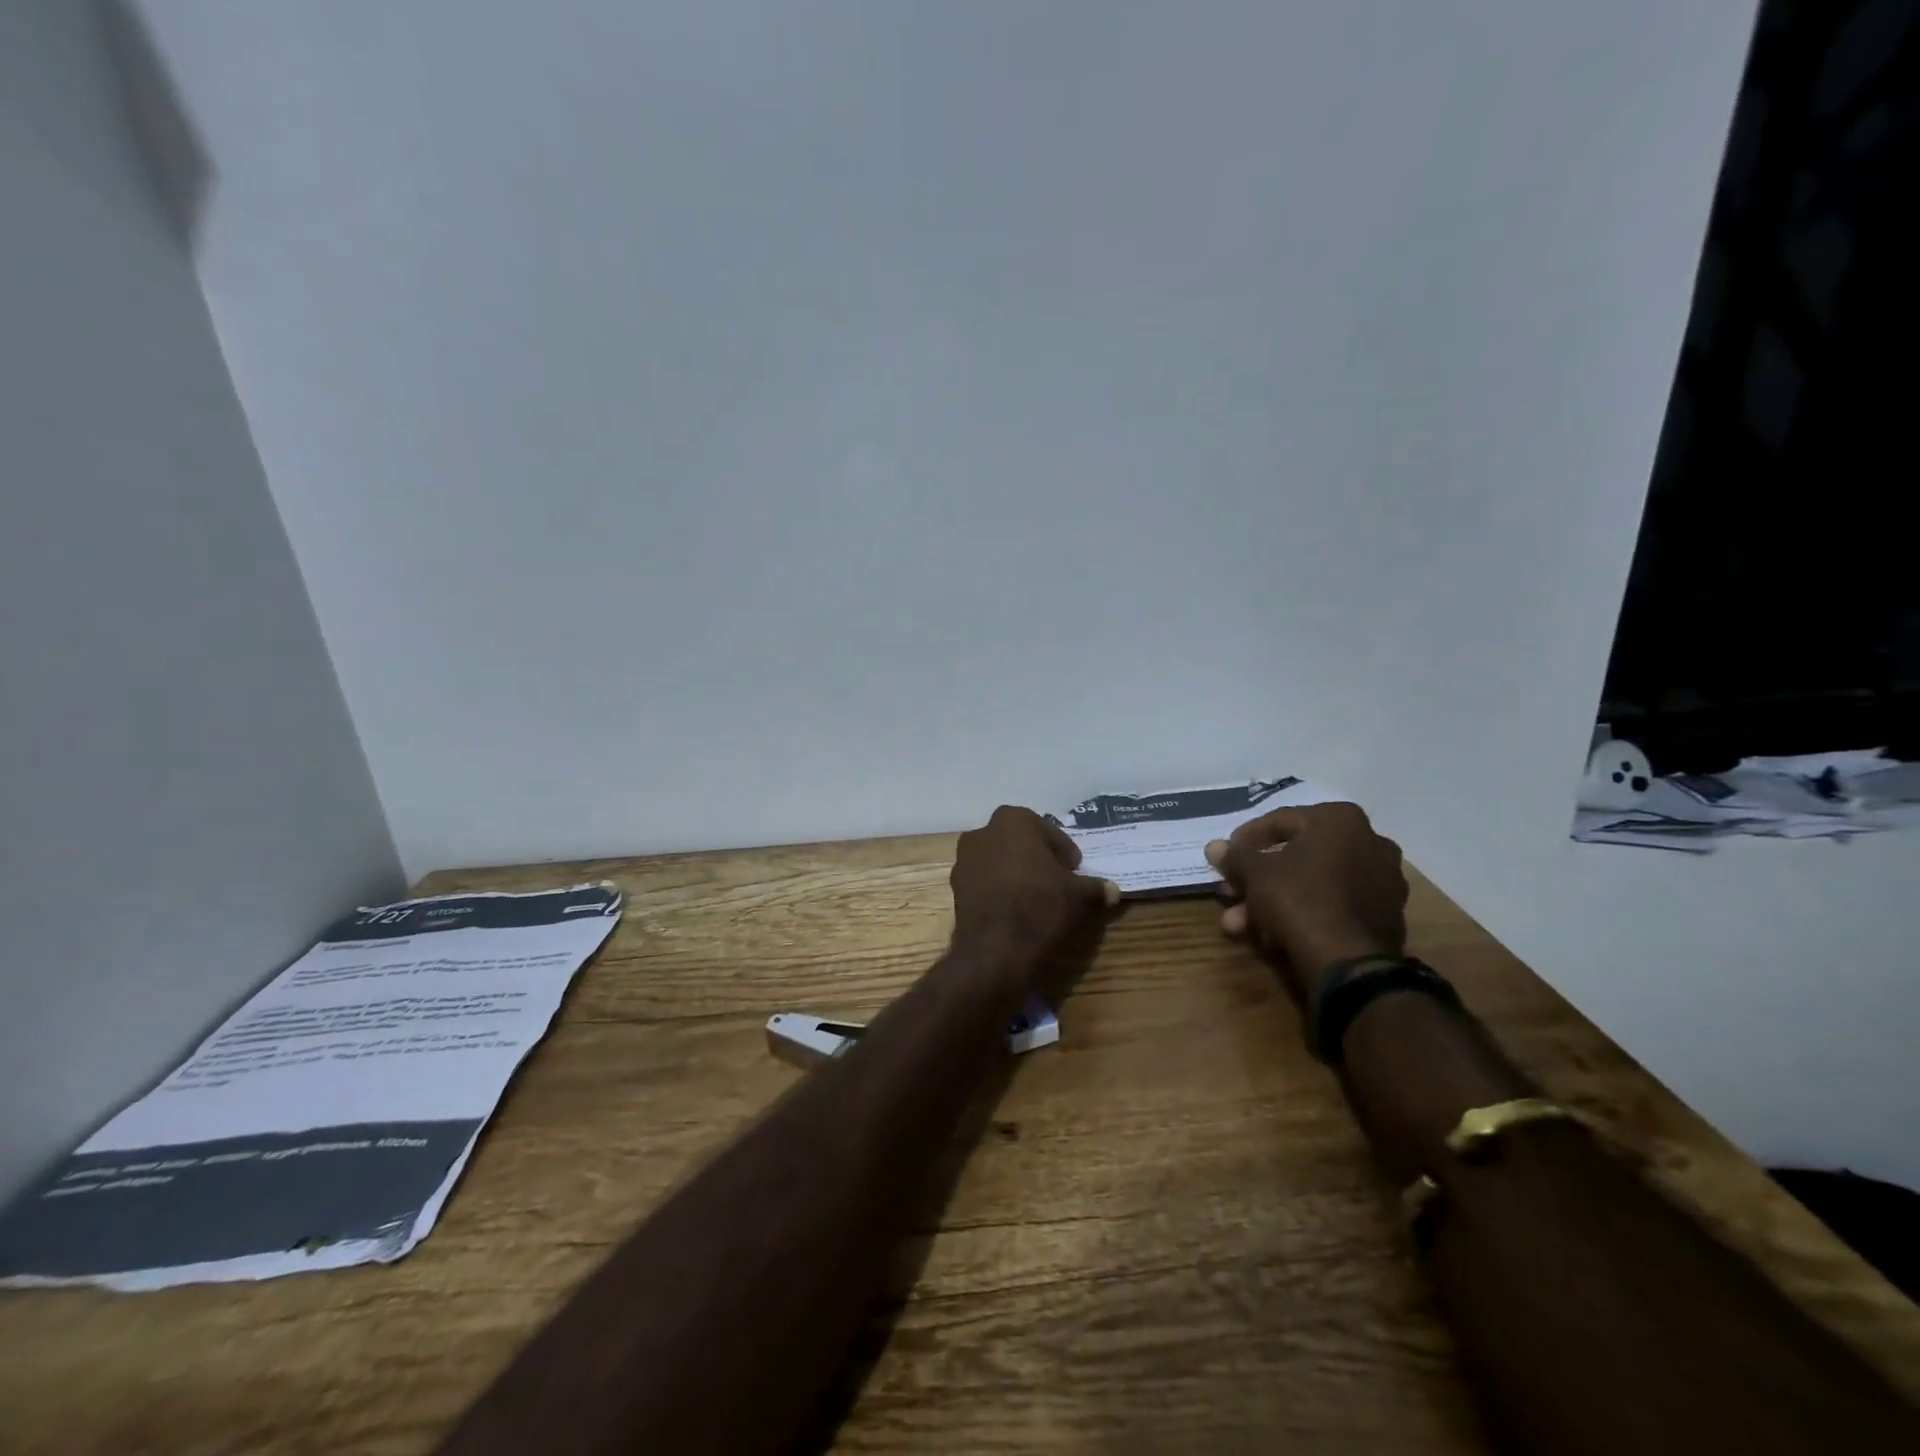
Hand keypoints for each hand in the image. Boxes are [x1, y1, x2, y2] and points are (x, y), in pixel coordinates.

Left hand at [951, 806, 1119, 966]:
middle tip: (1057, 881)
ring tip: (1036, 897)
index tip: (1074, 870)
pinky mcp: (955, 887)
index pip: (1047, 831)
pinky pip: (985, 881)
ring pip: (999, 861)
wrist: (996, 948)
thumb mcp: (1078, 896)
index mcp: (1013, 820)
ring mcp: (964, 860)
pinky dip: (999, 890)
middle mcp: (983, 832)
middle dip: (1037, 858)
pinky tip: (1014, 910)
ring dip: (1016, 873)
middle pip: (1019, 843)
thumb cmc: (1040, 905)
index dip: (1063, 851)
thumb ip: (1095, 887)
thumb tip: (1112, 890)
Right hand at [1204, 802, 1407, 1003]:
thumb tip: (1214, 847)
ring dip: (1273, 900)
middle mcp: (1370, 842)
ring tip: (1240, 925)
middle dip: (1257, 878)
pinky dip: (1303, 914)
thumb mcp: (1255, 873)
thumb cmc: (1299, 899)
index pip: (1280, 820)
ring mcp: (1383, 882)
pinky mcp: (1385, 917)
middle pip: (1297, 856)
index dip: (1245, 840)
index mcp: (1340, 820)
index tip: (1225, 859)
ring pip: (1313, 884)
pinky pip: (1333, 906)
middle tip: (1230, 894)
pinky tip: (1273, 935)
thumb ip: (1235, 856)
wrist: (1349, 962)